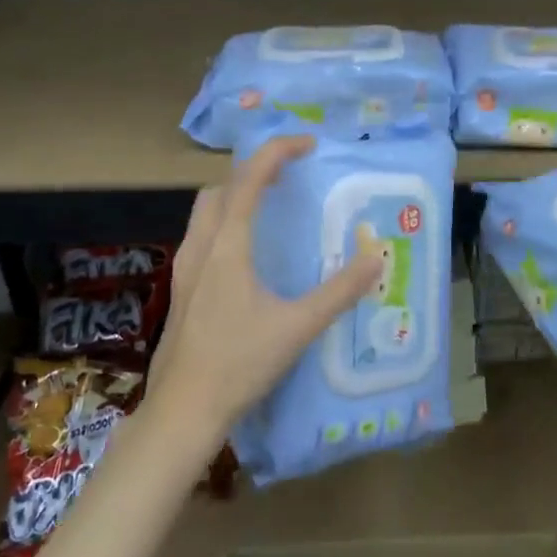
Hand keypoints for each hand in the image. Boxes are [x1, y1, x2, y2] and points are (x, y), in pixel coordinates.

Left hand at [147, 135, 382, 446]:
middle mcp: (200, 248)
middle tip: (288, 178)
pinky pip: (201, 237)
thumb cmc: (239, 363)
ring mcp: (184, 270)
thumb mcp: (298, 327)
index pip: (248, 179)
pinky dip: (225, 224)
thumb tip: (376, 259)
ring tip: (269, 209)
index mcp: (227, 247)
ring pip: (205, 213)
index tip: (307, 145)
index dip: (276, 152)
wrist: (182, 411)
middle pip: (220, 188)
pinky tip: (246, 257)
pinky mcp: (181, 291)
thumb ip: (339, 292)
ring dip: (235, 197)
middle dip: (252, 172)